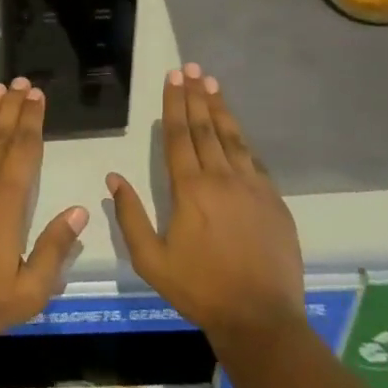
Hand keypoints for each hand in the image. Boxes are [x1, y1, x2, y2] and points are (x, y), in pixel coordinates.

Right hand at [108, 64, 305, 349]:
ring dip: (220, 109)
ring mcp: (252, 187)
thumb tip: (113, 179)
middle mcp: (222, 178)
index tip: (173, 77)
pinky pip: (255, 161)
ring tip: (213, 84)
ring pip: (233, 138)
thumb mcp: (152, 260)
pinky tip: (238, 131)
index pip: (180, 135)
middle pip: (206, 127)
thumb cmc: (200, 289)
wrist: (261, 319)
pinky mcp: (274, 201)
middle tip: (192, 68)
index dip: (175, 103)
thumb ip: (131, 217)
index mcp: (190, 189)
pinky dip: (243, 140)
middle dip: (196, 95)